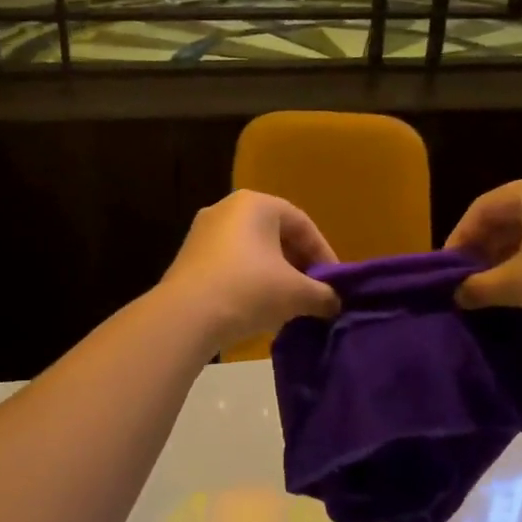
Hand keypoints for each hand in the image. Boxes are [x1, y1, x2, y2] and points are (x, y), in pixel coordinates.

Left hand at [159, 190, 340, 353]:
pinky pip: (230, 265)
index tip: (335, 282)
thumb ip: (323, 295)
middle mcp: (226, 209)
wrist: (186, 317)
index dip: (324, 254)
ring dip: (275, 275)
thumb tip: (335, 303)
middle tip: (314, 291)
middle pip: (276, 235)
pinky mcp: (188, 259)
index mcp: (256, 204)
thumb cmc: (249, 290)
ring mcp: (202, 233)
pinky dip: (250, 281)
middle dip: (299, 265)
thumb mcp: (297, 294)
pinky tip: (259, 308)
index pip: (302, 224)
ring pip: (252, 252)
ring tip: (290, 303)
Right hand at [444, 171, 521, 335]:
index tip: (447, 271)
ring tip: (496, 291)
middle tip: (469, 282)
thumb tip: (456, 294)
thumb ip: (479, 287)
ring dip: (509, 261)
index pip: (482, 208)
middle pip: (508, 218)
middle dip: (485, 252)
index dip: (458, 239)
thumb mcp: (518, 284)